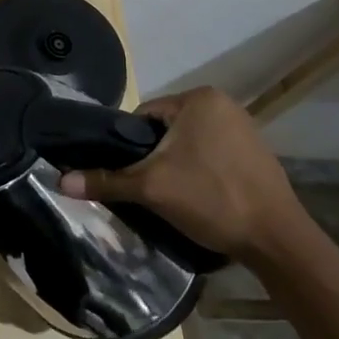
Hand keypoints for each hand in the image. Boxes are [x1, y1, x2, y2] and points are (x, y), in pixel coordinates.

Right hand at [55, 87, 308, 260]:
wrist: (278, 241)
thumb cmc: (212, 199)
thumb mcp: (151, 188)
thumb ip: (106, 180)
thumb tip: (60, 180)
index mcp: (199, 98)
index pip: (143, 116)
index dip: (130, 146)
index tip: (129, 174)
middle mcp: (223, 104)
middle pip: (166, 130)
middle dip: (155, 158)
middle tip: (149, 189)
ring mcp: (244, 128)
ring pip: (189, 144)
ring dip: (177, 166)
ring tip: (173, 197)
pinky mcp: (257, 153)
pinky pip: (212, 155)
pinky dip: (201, 172)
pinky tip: (201, 198)